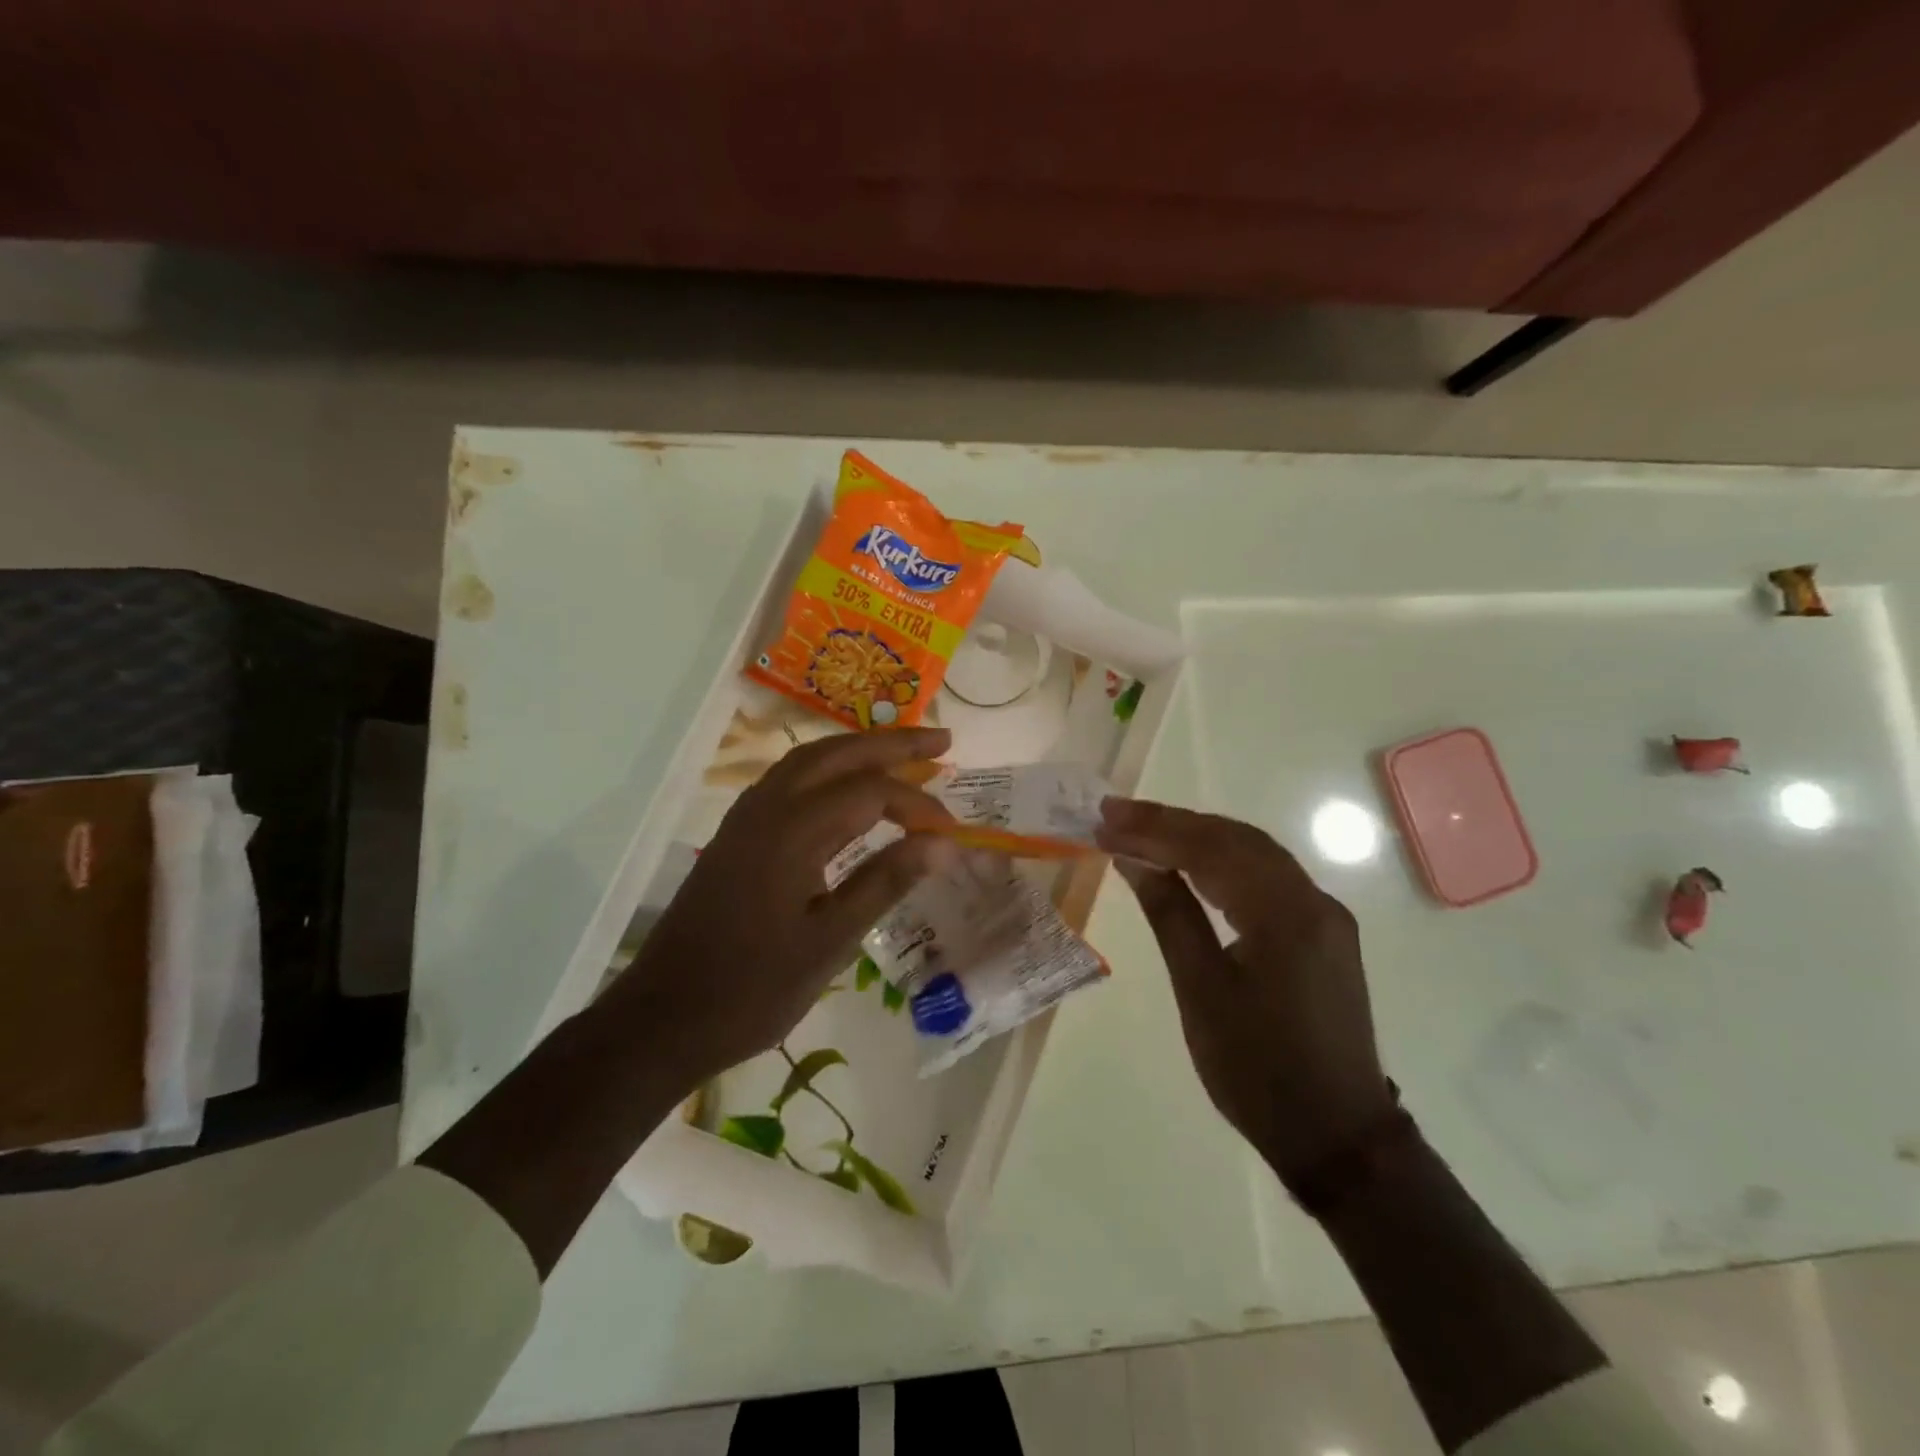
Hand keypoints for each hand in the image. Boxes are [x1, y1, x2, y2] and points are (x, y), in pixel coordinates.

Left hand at [605, 727, 957, 1079]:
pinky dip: (827, 769)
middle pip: (838, 754)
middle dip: (893, 744)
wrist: (663, 1018)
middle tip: (943, 742)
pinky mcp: (736, 834)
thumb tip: (945, 843)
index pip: (870, 792)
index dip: (918, 805)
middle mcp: (767, 807)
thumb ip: (886, 882)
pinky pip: (788, 780)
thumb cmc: (753, 989)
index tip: (953, 833)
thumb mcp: (830, 942)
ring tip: (902, 753)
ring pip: (809, 761)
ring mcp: (746, 818)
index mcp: (792, 831)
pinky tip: (845, 787)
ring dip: (858, 751)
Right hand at [1096, 799, 1395, 1189]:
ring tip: (1141, 830)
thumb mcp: (1201, 990)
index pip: (1211, 848)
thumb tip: (1135, 858)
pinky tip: (1189, 864)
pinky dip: (1222, 861)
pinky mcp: (1322, 933)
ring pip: (1253, 853)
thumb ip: (1170, 914)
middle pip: (1235, 838)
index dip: (1153, 830)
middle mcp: (1313, 899)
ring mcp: (1323, 915)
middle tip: (1114, 815)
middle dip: (1172, 822)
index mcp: (1285, 913)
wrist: (1338, 1136)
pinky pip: (1267, 877)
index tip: (1104, 820)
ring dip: (1196, 836)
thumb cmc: (1258, 1069)